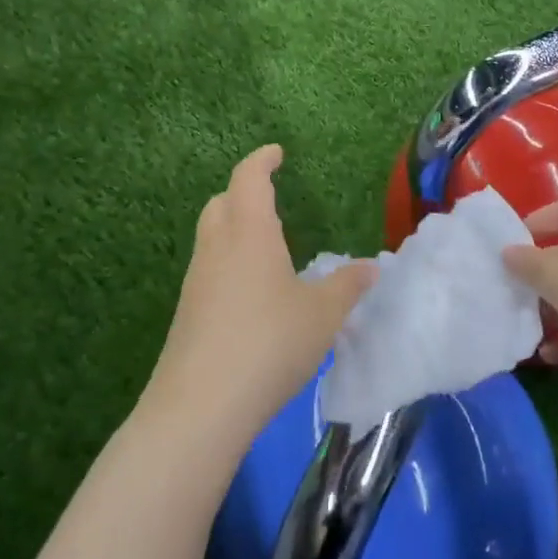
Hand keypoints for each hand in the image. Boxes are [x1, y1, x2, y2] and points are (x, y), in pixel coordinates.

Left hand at [143, 146, 375, 452]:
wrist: (200, 406)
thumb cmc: (269, 343)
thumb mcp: (322, 314)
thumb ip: (347, 286)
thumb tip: (370, 268)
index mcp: (249, 233)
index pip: (249, 178)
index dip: (262, 160)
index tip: (276, 153)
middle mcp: (217, 248)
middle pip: (222, 203)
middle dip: (243, 192)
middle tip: (269, 198)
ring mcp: (196, 282)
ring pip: (212, 237)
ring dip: (234, 229)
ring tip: (266, 246)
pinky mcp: (187, 314)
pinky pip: (209, 270)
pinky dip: (229, 263)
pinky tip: (251, 294)